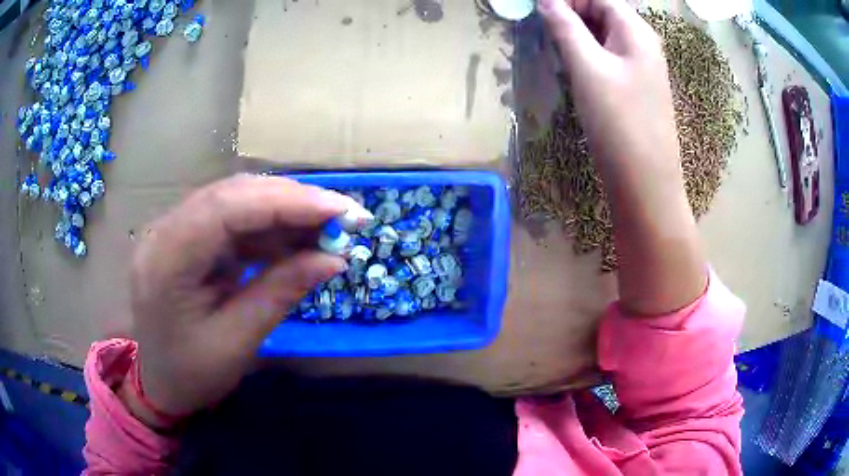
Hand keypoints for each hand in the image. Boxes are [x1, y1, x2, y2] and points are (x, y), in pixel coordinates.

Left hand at [121, 175, 349, 426]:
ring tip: (328, 228)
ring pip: (235, 201)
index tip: (340, 210)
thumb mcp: (237, 342)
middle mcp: (164, 231)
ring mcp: (174, 231)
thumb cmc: (191, 374)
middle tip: (344, 216)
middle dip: (292, 201)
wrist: (158, 384)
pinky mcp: (188, 238)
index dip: (287, 202)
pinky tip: (296, 239)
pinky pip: (231, 220)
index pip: (227, 208)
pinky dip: (268, 227)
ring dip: (284, 211)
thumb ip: (281, 292)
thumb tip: (335, 259)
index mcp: (165, 260)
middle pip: (232, 194)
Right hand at [538, 0, 675, 171]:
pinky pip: (609, 57)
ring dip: (577, 35)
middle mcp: (643, 43)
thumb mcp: (587, 67)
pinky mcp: (635, 88)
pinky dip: (588, 54)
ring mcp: (641, 67)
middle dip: (571, 14)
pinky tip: (574, 68)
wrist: (646, 183)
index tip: (538, 10)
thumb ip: (565, 27)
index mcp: (636, 31)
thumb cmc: (619, 122)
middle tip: (543, 31)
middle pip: (602, 12)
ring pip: (604, 35)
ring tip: (554, 48)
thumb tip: (546, 1)